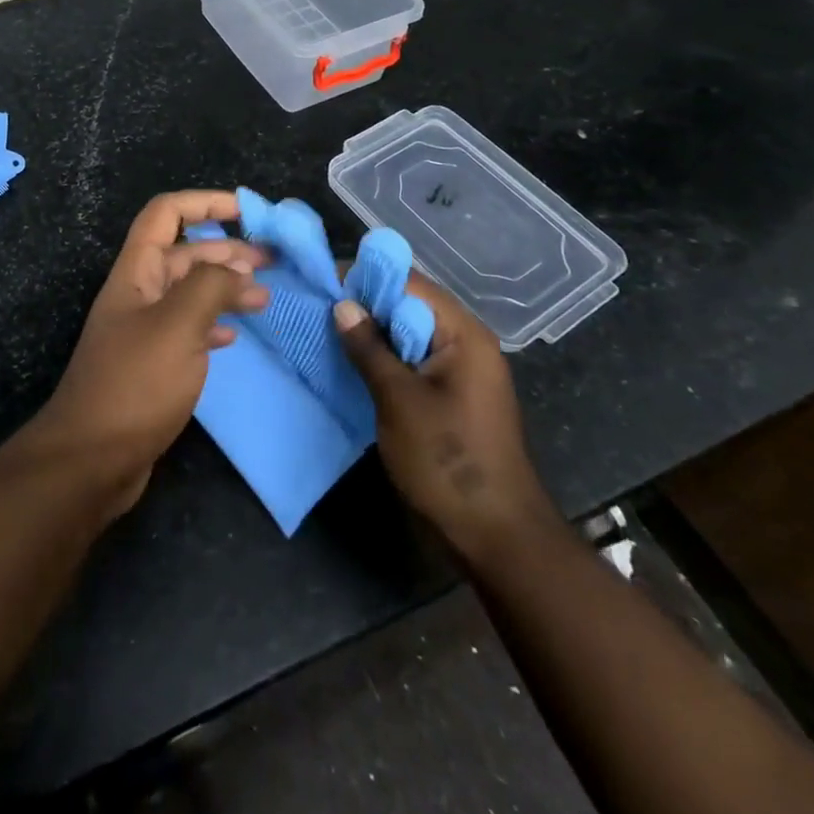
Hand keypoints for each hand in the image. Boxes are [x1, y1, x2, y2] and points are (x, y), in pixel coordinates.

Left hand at [31, 191, 267, 515]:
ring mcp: (144, 329)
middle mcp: (139, 292)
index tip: (248, 210)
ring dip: (226, 287)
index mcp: (137, 271)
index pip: (166, 213)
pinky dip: (213, 324)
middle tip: (273, 261)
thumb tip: (239, 269)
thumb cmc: (135, 383)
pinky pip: (188, 329)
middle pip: (185, 252)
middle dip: (227, 249)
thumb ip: (210, 286)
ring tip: (264, 297)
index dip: (205, 202)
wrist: (91, 458)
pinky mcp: (152, 364)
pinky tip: (234, 336)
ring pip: (190, 292)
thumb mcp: (178, 325)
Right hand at [335, 276, 560, 565]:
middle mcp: (465, 342)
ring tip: (326, 330)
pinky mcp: (449, 394)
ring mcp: (459, 370)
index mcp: (463, 334)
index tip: (323, 282)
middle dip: (365, 304)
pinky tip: (351, 362)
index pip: (410, 284)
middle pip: (409, 305)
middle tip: (318, 307)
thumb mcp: (399, 400)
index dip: (366, 278)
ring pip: (408, 333)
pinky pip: (412, 359)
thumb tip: (343, 305)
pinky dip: (383, 356)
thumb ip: (369, 348)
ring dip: (371, 332)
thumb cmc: (447, 460)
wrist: (494, 535)